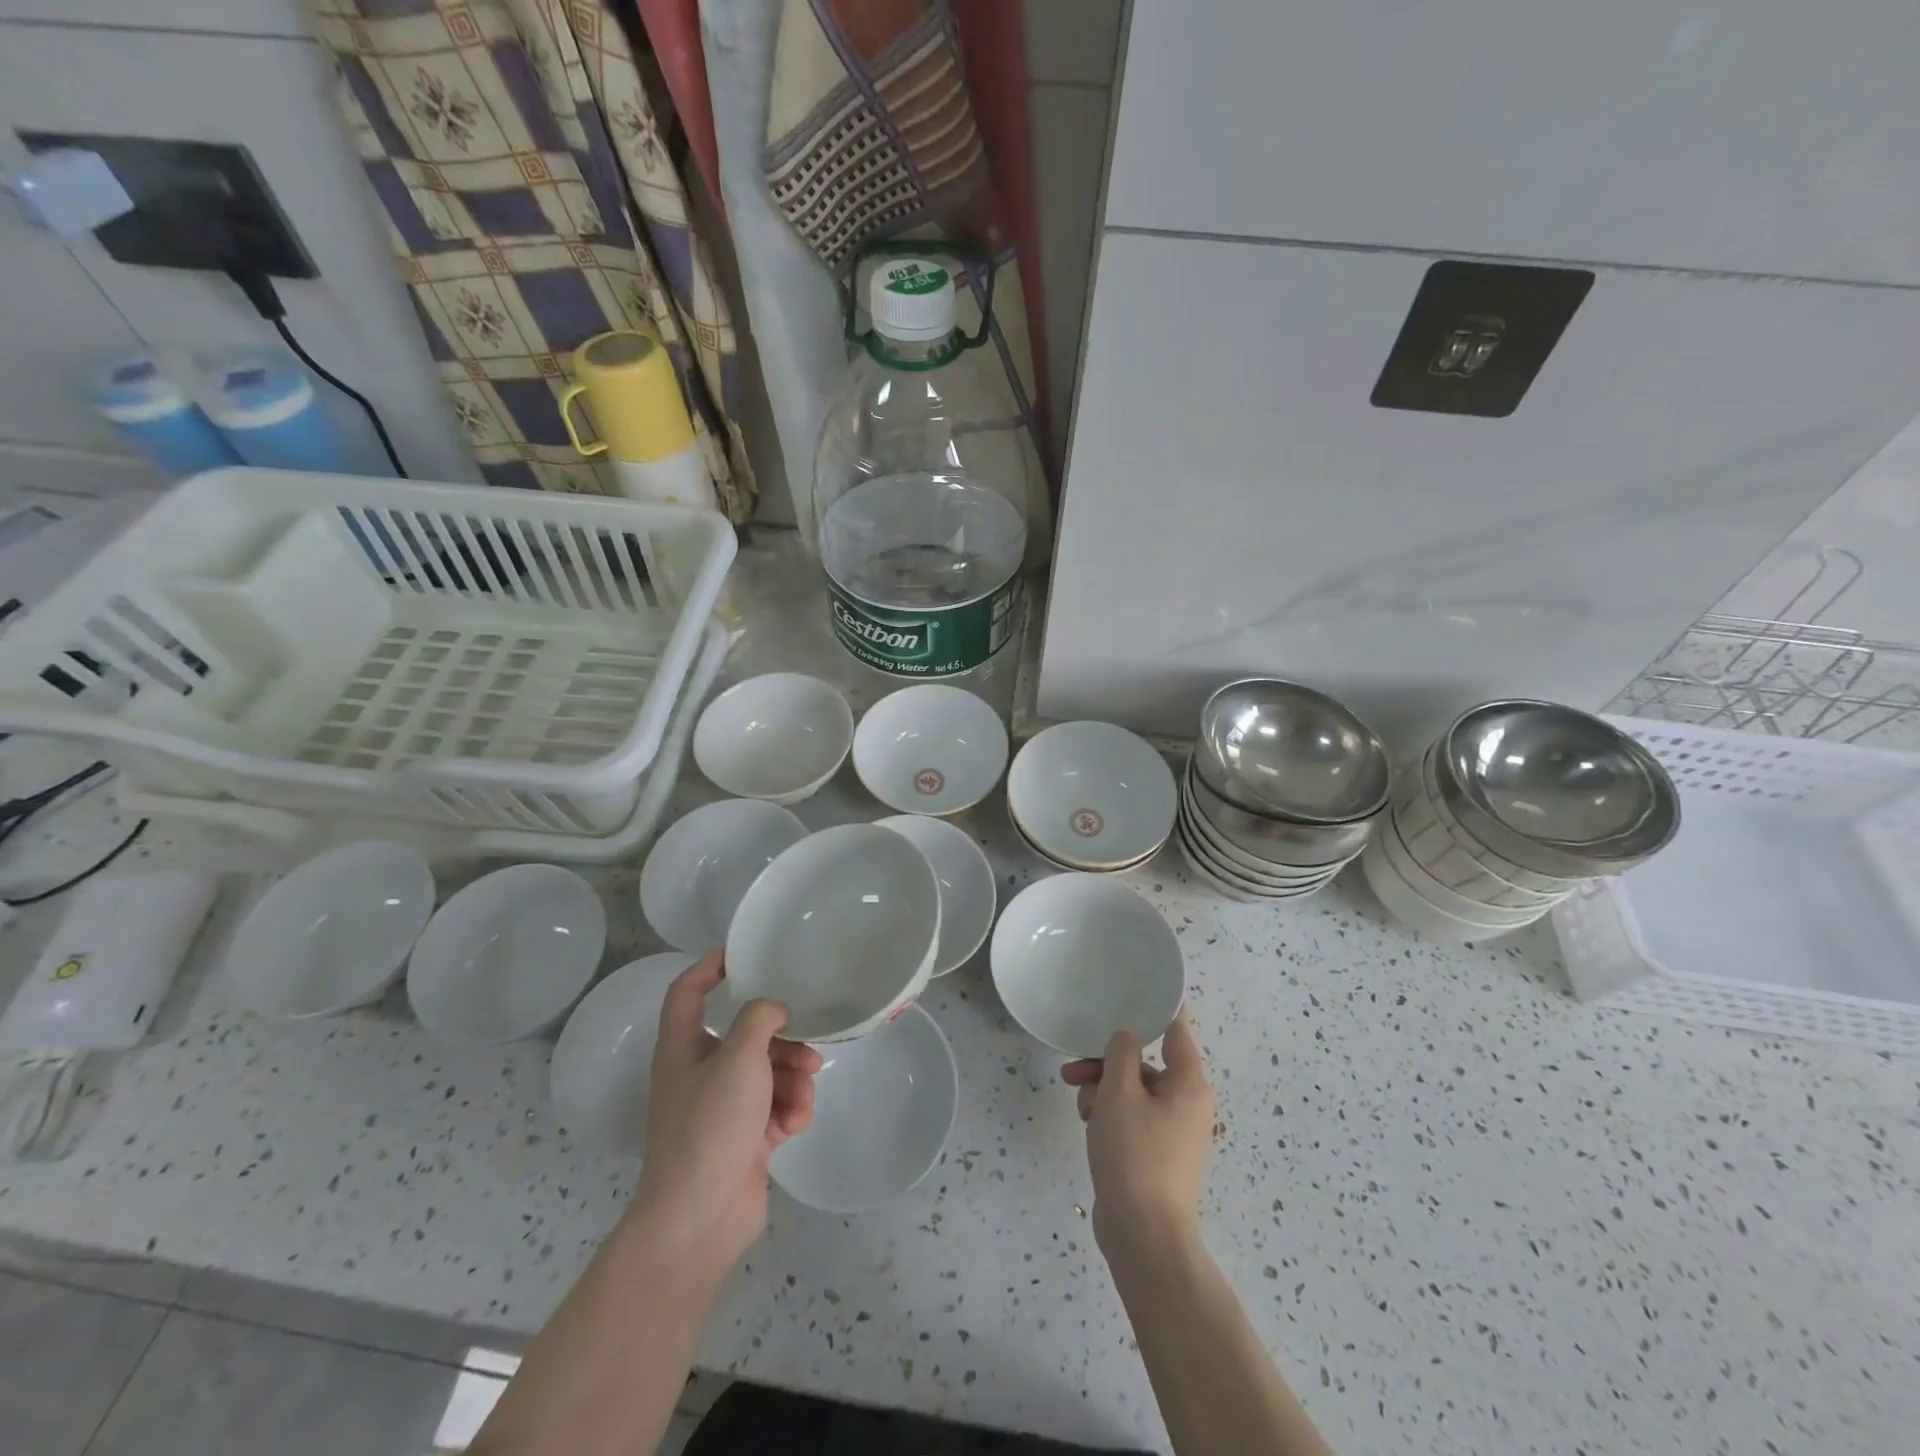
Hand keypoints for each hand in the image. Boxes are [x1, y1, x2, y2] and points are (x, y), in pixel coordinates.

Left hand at [628, 952, 821, 1278]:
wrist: (700, 1219)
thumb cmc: (710, 1126)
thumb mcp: (738, 1058)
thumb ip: (760, 1018)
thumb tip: (775, 1010)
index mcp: (683, 1047)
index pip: (687, 992)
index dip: (710, 967)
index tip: (743, 953)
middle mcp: (701, 1072)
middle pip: (746, 1034)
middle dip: (782, 1039)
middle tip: (808, 1045)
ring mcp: (724, 1108)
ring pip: (769, 1071)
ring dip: (793, 1078)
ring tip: (802, 1093)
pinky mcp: (746, 1138)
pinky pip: (776, 1105)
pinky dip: (790, 1110)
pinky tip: (794, 1125)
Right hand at [1061, 1010, 1212, 1255]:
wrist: (1144, 1238)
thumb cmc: (1135, 1155)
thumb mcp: (1119, 1093)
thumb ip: (1121, 1053)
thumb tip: (1127, 1038)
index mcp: (1189, 1083)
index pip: (1176, 1028)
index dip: (1155, 1007)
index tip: (1132, 988)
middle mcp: (1187, 1102)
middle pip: (1144, 1062)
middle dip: (1107, 1062)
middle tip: (1074, 1069)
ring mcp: (1173, 1131)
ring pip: (1132, 1090)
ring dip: (1103, 1090)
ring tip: (1081, 1107)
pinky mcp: (1156, 1153)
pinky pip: (1131, 1117)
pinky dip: (1109, 1114)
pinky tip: (1088, 1126)